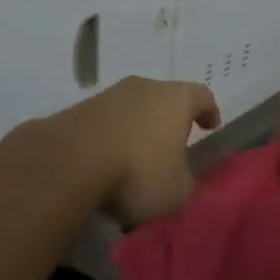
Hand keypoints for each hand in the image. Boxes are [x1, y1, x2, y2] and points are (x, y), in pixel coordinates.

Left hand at [33, 77, 220, 227]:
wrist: (69, 161)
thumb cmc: (138, 172)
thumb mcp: (177, 193)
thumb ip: (187, 183)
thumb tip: (181, 179)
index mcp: (176, 98)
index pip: (202, 95)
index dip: (208, 111)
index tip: (210, 126)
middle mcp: (143, 87)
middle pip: (163, 98)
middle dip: (168, 122)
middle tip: (172, 148)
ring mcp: (108, 95)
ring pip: (131, 109)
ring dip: (136, 130)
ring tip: (134, 164)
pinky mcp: (78, 109)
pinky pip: (105, 123)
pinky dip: (110, 139)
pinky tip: (105, 166)